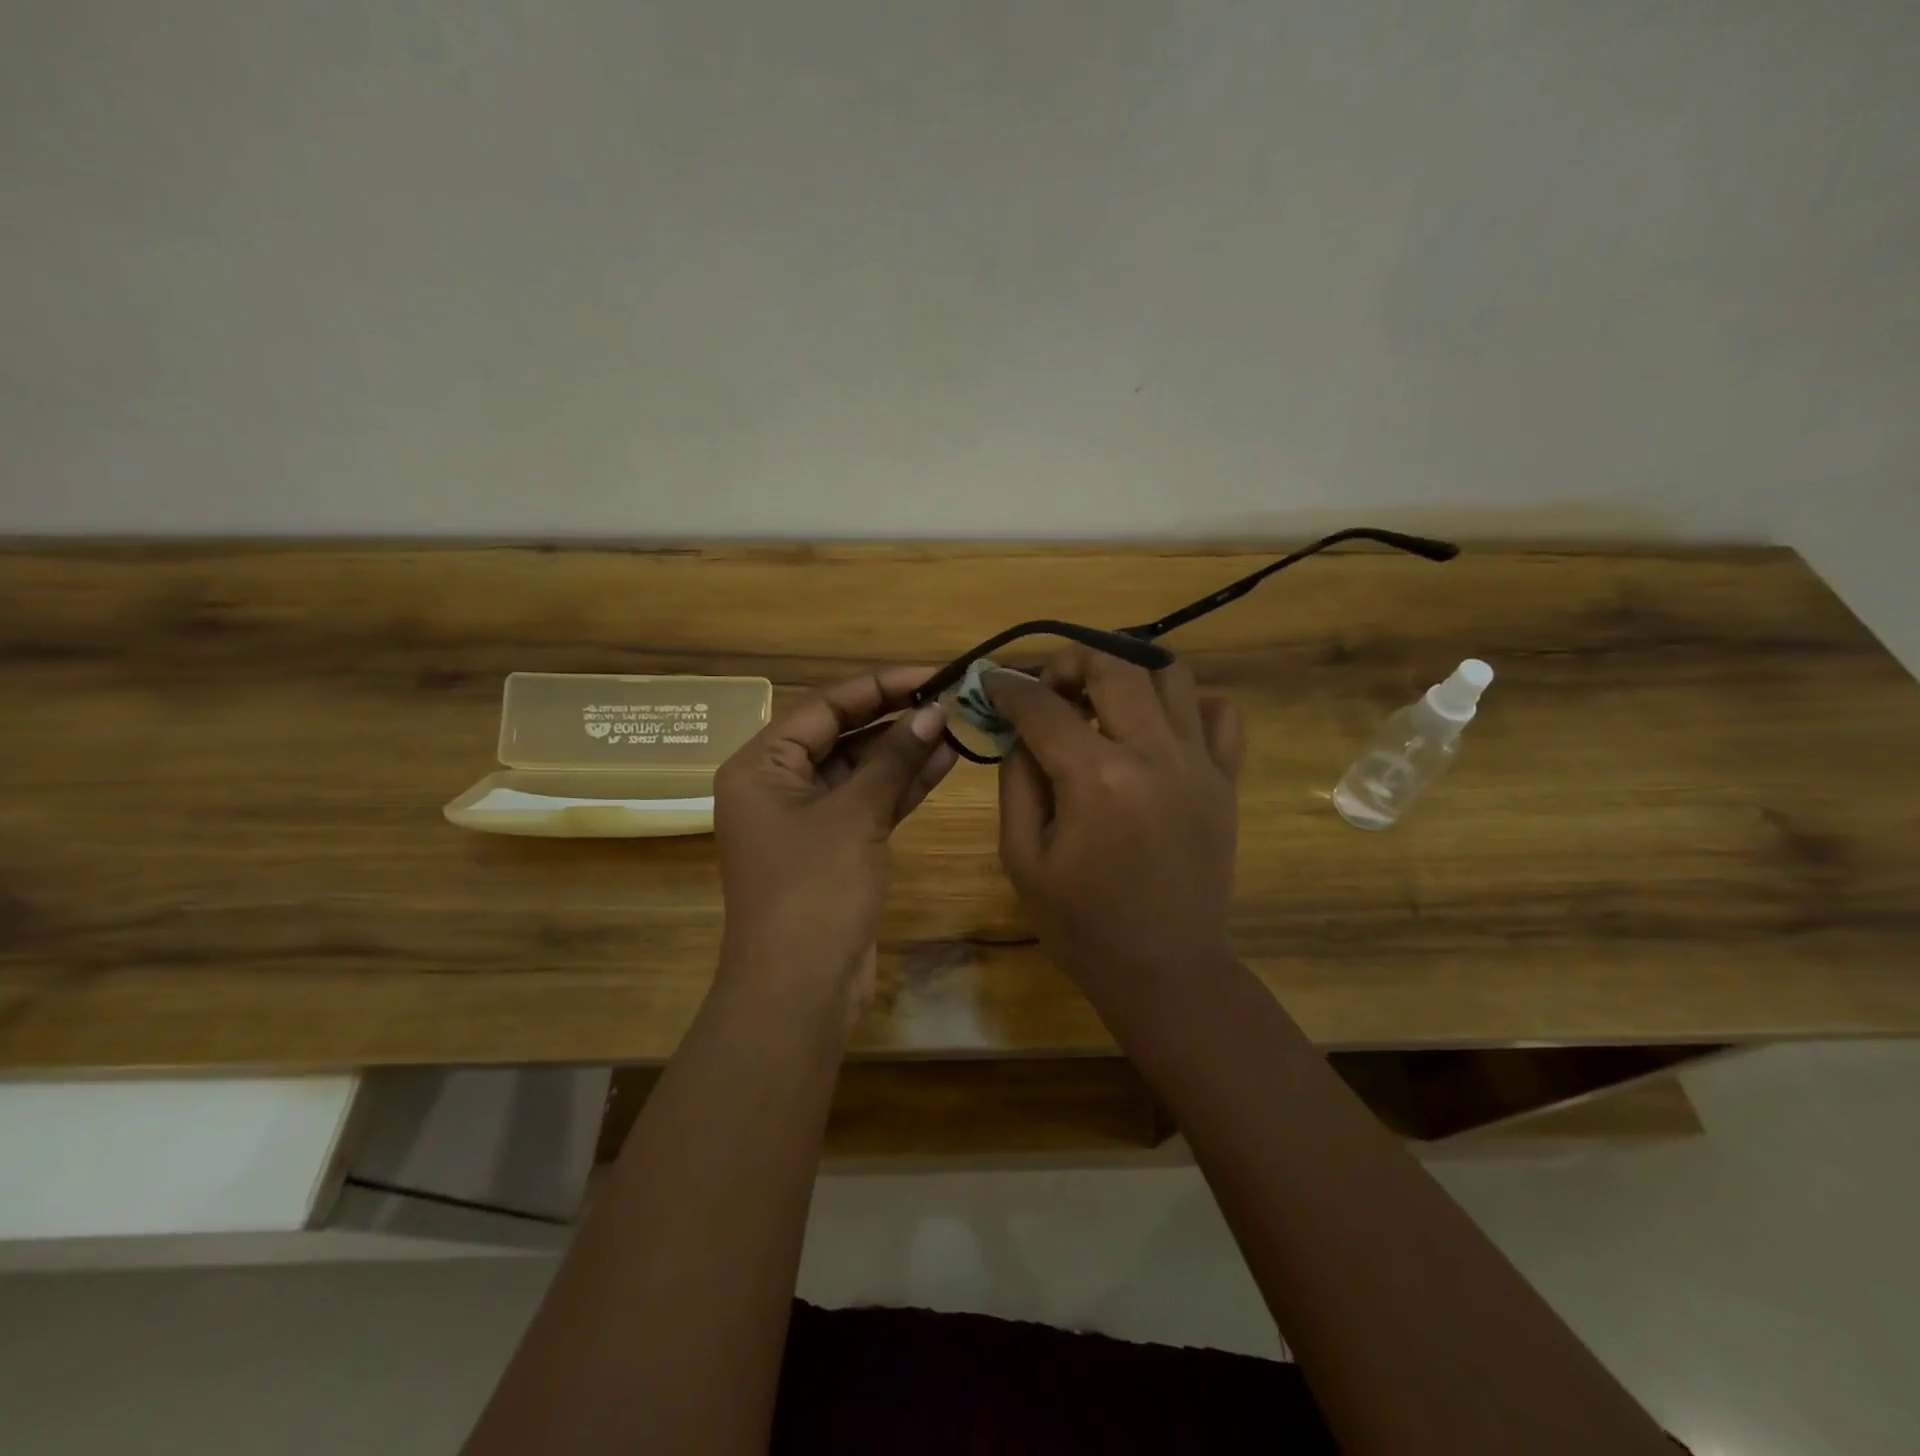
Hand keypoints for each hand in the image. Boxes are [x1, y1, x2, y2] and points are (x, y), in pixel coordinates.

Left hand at [713, 667, 955, 1022]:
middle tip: (949, 697)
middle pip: (841, 734)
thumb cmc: (814, 890)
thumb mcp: (854, 815)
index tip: (930, 673)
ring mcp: (806, 819)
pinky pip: (868, 802)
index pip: (824, 706)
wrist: (799, 990)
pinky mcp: (834, 848)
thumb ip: (893, 759)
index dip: (879, 685)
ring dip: (903, 751)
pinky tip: (943, 762)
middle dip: (894, 718)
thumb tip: (933, 710)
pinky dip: (901, 786)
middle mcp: (777, 785)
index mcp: (761, 766)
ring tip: (955, 726)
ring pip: (860, 770)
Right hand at [987, 650, 1242, 994]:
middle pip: (1113, 666)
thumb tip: (1022, 732)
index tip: (993, 683)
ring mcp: (1198, 763)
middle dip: (1069, 661)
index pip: (1042, 705)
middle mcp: (1152, 754)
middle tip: (1049, 685)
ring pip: (1169, 674)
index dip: (1009, 686)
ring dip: (1127, 672)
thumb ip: (1016, 782)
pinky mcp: (1225, 780)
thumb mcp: (1022, 857)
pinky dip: (1186, 703)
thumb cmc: (1082, 924)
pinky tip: (1158, 727)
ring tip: (1102, 698)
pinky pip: (1220, 713)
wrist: (1165, 969)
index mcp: (1095, 778)